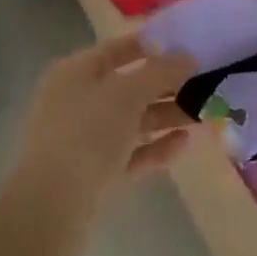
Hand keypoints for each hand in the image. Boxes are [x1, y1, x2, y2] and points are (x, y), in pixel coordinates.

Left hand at [5, 33, 195, 240]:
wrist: (51, 211)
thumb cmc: (86, 136)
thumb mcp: (126, 95)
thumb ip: (159, 72)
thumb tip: (186, 56)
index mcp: (75, 73)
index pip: (116, 49)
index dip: (151, 45)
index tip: (187, 45)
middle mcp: (77, 101)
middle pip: (128, 86)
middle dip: (166, 85)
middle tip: (205, 82)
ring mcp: (85, 139)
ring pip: (133, 120)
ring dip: (167, 115)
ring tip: (204, 113)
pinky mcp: (95, 173)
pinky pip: (131, 152)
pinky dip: (156, 146)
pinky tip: (185, 142)